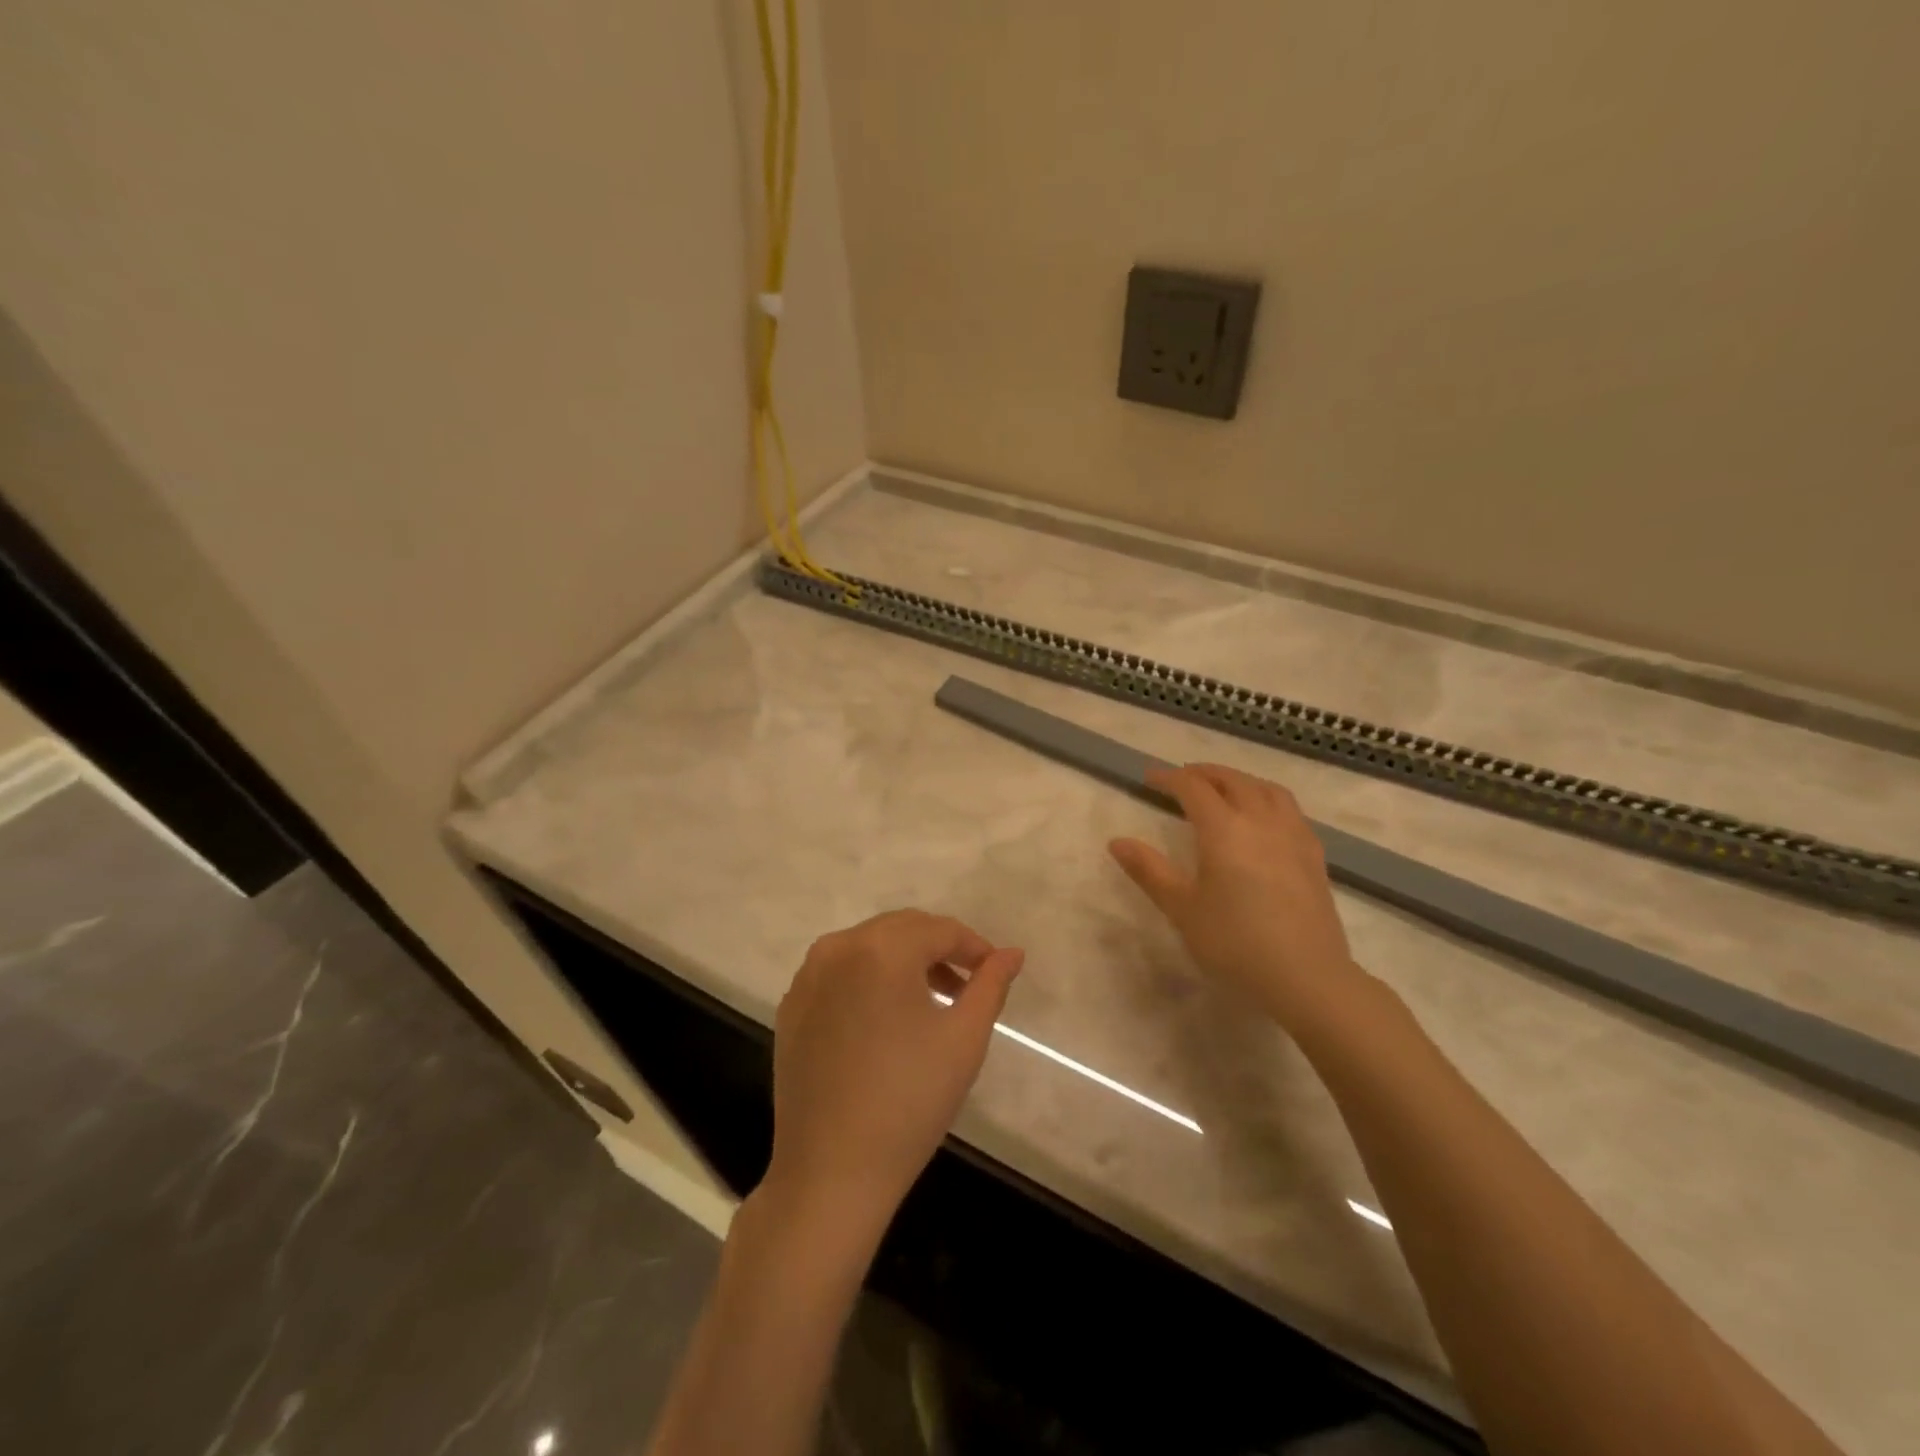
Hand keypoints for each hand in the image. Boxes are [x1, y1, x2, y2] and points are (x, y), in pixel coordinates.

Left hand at [765, 910, 1023, 1224]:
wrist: (830, 1173)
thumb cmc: (909, 1101)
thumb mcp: (964, 1039)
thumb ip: (990, 985)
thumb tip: (1012, 953)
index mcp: (880, 949)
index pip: (939, 929)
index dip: (974, 947)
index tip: (995, 972)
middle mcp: (837, 948)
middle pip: (901, 929)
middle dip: (939, 949)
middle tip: (967, 985)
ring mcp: (807, 977)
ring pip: (868, 947)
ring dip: (905, 962)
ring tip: (933, 1001)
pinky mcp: (791, 1007)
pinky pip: (840, 973)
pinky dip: (869, 980)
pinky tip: (886, 1019)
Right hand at [1109, 764, 1364, 1026]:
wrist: (1306, 977)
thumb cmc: (1235, 943)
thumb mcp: (1182, 909)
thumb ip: (1149, 871)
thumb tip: (1117, 842)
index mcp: (1224, 829)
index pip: (1193, 788)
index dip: (1169, 778)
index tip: (1150, 779)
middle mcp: (1260, 821)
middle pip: (1232, 781)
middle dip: (1204, 773)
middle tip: (1183, 778)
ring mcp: (1293, 835)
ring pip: (1266, 789)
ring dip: (1240, 781)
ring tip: (1224, 789)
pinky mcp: (1314, 855)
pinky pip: (1289, 810)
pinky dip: (1268, 799)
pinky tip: (1264, 819)